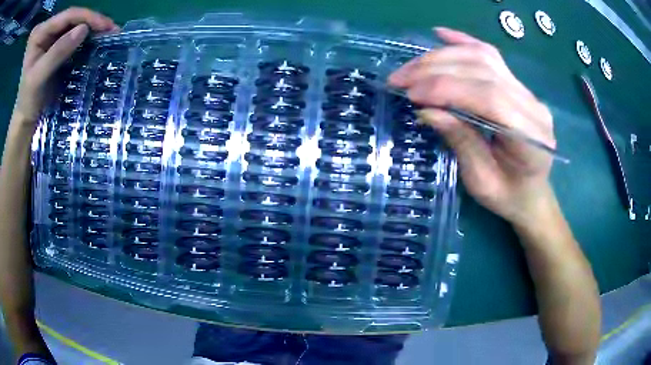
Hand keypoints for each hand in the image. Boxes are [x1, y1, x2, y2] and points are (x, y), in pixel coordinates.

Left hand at [12, 7, 117, 125]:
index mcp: (40, 32)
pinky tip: (97, 39)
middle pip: (73, 16)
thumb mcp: (38, 78)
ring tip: (108, 34)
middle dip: (92, 20)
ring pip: (76, 23)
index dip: (86, 16)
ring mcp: (52, 34)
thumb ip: (57, 53)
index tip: (104, 25)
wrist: (26, 114)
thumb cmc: (28, 100)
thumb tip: (83, 30)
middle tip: (111, 29)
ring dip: (92, 27)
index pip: (67, 16)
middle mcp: (47, 28)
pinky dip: (87, 36)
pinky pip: (74, 33)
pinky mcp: (57, 42)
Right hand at [389, 27, 555, 226]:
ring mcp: (527, 92)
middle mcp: (533, 105)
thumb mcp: (481, 181)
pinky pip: (490, 56)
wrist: (533, 194)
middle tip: (401, 79)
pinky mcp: (518, 86)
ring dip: (442, 57)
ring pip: (483, 57)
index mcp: (531, 137)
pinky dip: (463, 43)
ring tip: (411, 68)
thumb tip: (426, 110)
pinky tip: (441, 35)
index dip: (448, 89)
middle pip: (484, 70)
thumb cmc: (509, 196)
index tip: (412, 94)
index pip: (489, 98)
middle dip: (437, 70)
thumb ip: (461, 141)